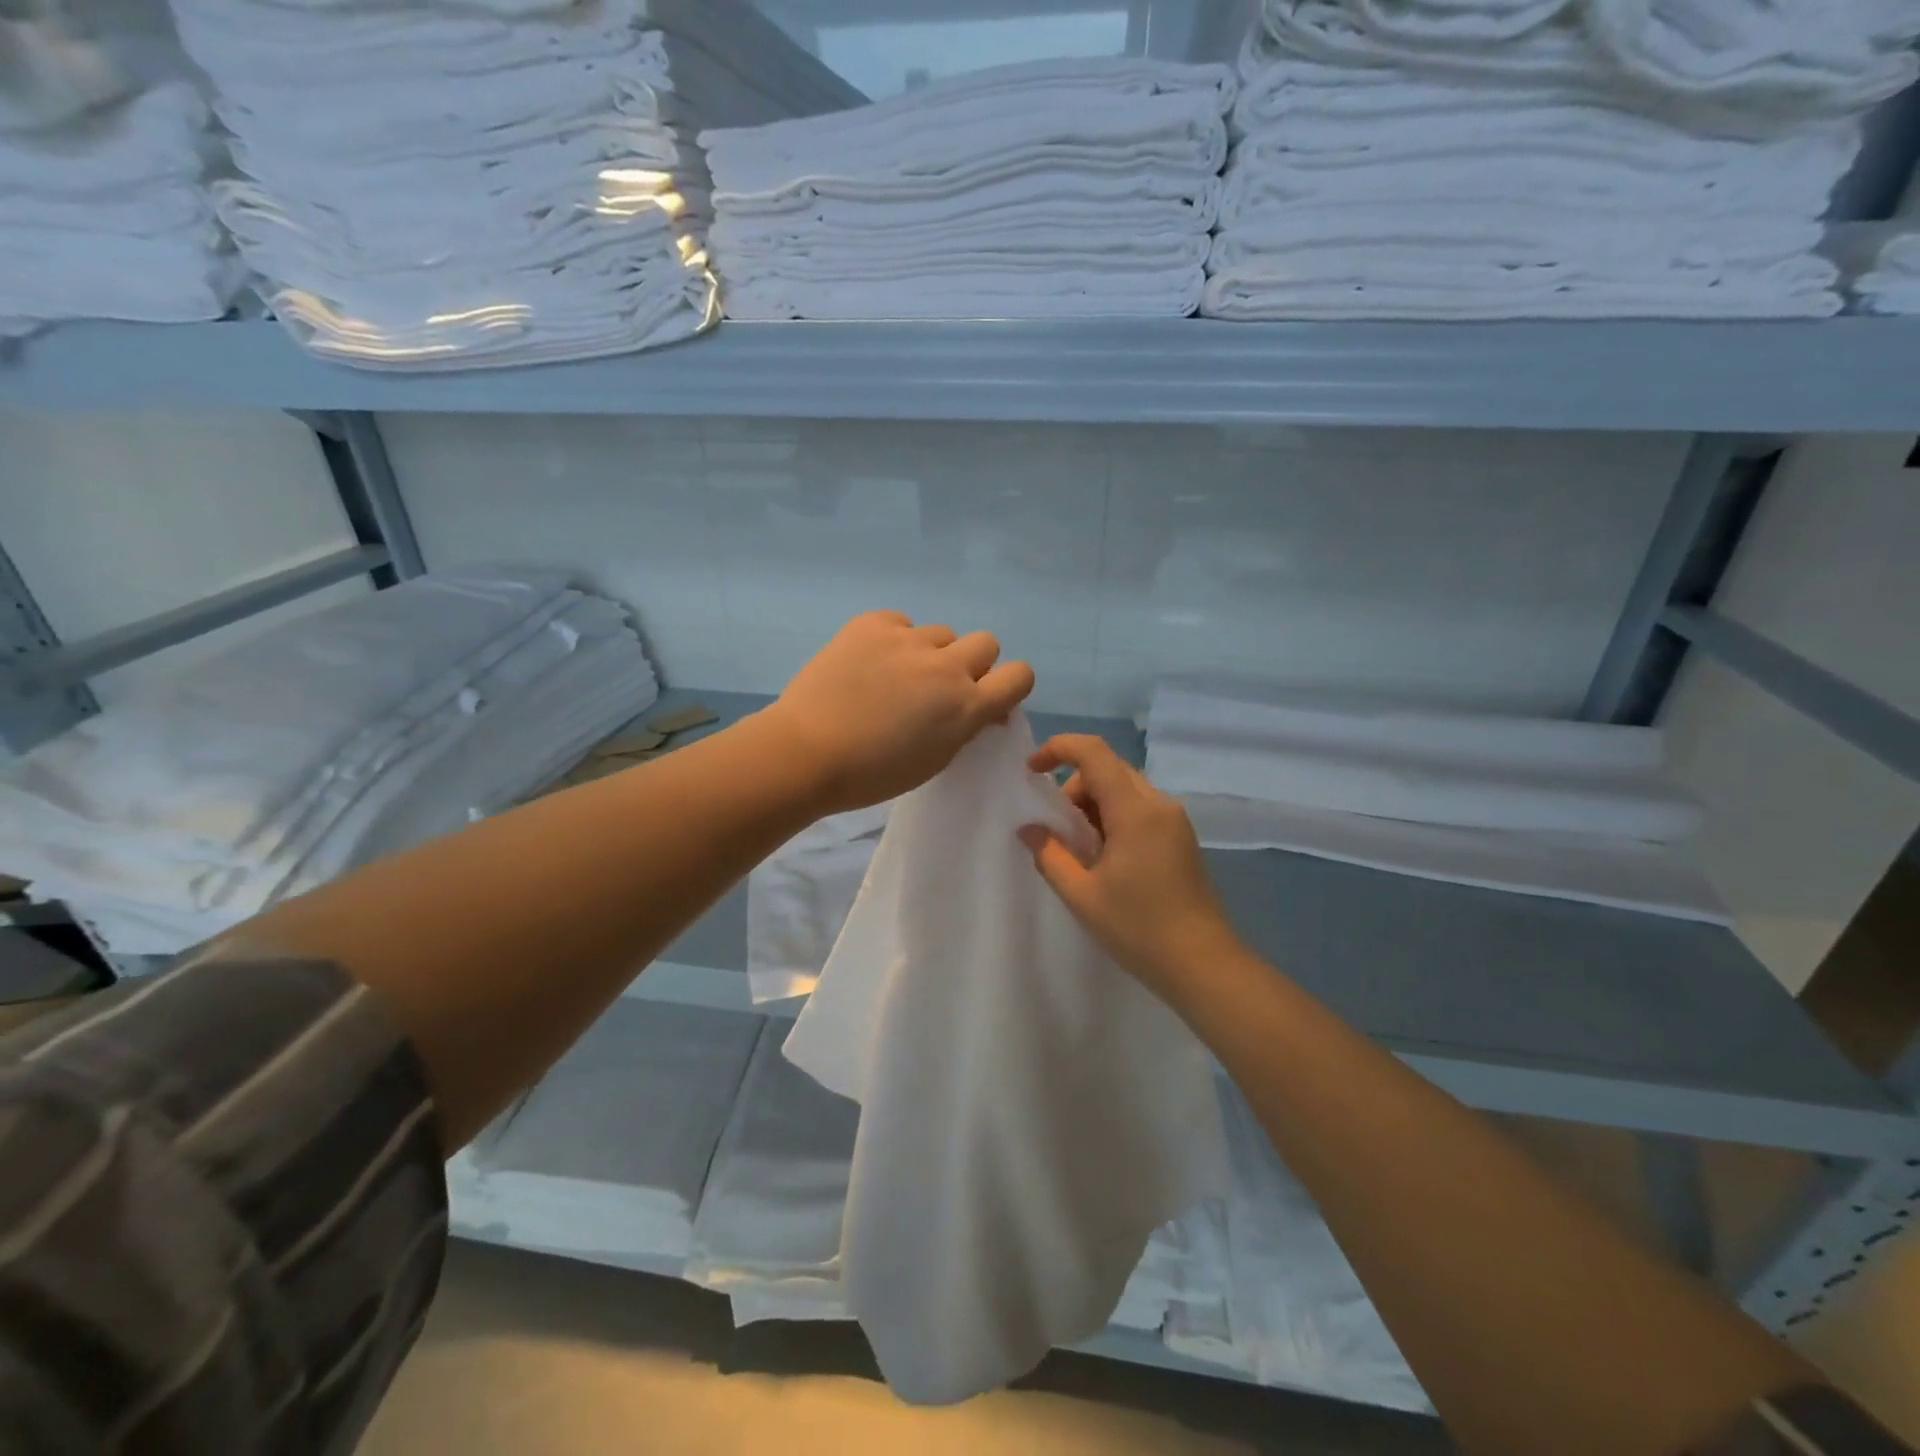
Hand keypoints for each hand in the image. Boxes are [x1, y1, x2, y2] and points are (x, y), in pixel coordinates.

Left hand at [768, 611, 1034, 813]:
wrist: (805, 753)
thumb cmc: (871, 774)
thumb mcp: (935, 759)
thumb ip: (965, 726)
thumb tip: (981, 707)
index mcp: (966, 706)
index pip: (1020, 675)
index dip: (1009, 683)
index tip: (989, 695)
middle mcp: (946, 666)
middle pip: (986, 643)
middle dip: (972, 663)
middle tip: (939, 686)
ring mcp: (908, 640)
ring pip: (941, 634)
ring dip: (930, 653)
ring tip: (894, 676)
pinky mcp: (872, 623)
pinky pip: (900, 622)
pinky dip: (893, 640)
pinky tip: (869, 663)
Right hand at [1019, 734, 1241, 1000]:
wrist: (1203, 964)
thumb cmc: (1139, 929)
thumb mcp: (1082, 895)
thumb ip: (1050, 855)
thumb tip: (1029, 828)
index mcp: (1135, 810)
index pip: (1094, 752)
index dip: (1058, 749)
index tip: (1032, 771)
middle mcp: (1159, 804)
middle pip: (1108, 769)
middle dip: (1073, 787)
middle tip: (1057, 830)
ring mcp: (1174, 820)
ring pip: (1124, 788)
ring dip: (1094, 804)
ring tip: (1081, 851)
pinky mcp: (1180, 837)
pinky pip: (1140, 808)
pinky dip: (1114, 817)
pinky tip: (1106, 858)